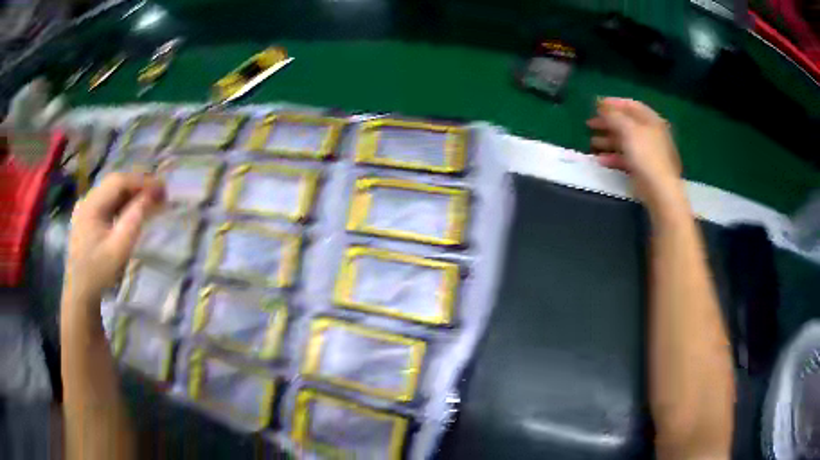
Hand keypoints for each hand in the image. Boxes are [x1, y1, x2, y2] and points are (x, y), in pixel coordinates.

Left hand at [63, 173, 164, 308]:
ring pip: (111, 191)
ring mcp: (85, 207)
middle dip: (138, 185)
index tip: (163, 188)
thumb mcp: (119, 248)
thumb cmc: (99, 272)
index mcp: (91, 204)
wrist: (80, 292)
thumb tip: (152, 195)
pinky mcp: (86, 216)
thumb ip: (135, 219)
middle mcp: (87, 199)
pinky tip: (131, 209)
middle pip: (115, 183)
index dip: (142, 181)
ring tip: (149, 201)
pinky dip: (122, 202)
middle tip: (159, 193)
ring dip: (131, 193)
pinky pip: (107, 201)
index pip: (119, 181)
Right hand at [587, 97, 683, 210]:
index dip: (613, 103)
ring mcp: (648, 152)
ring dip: (608, 140)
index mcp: (651, 120)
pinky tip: (601, 160)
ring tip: (592, 143)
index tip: (595, 105)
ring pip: (625, 141)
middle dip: (607, 123)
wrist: (659, 190)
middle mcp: (651, 133)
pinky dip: (613, 157)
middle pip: (627, 123)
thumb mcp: (628, 129)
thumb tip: (601, 104)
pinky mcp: (644, 168)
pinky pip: (627, 158)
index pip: (631, 105)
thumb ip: (613, 115)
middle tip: (589, 124)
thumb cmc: (646, 155)